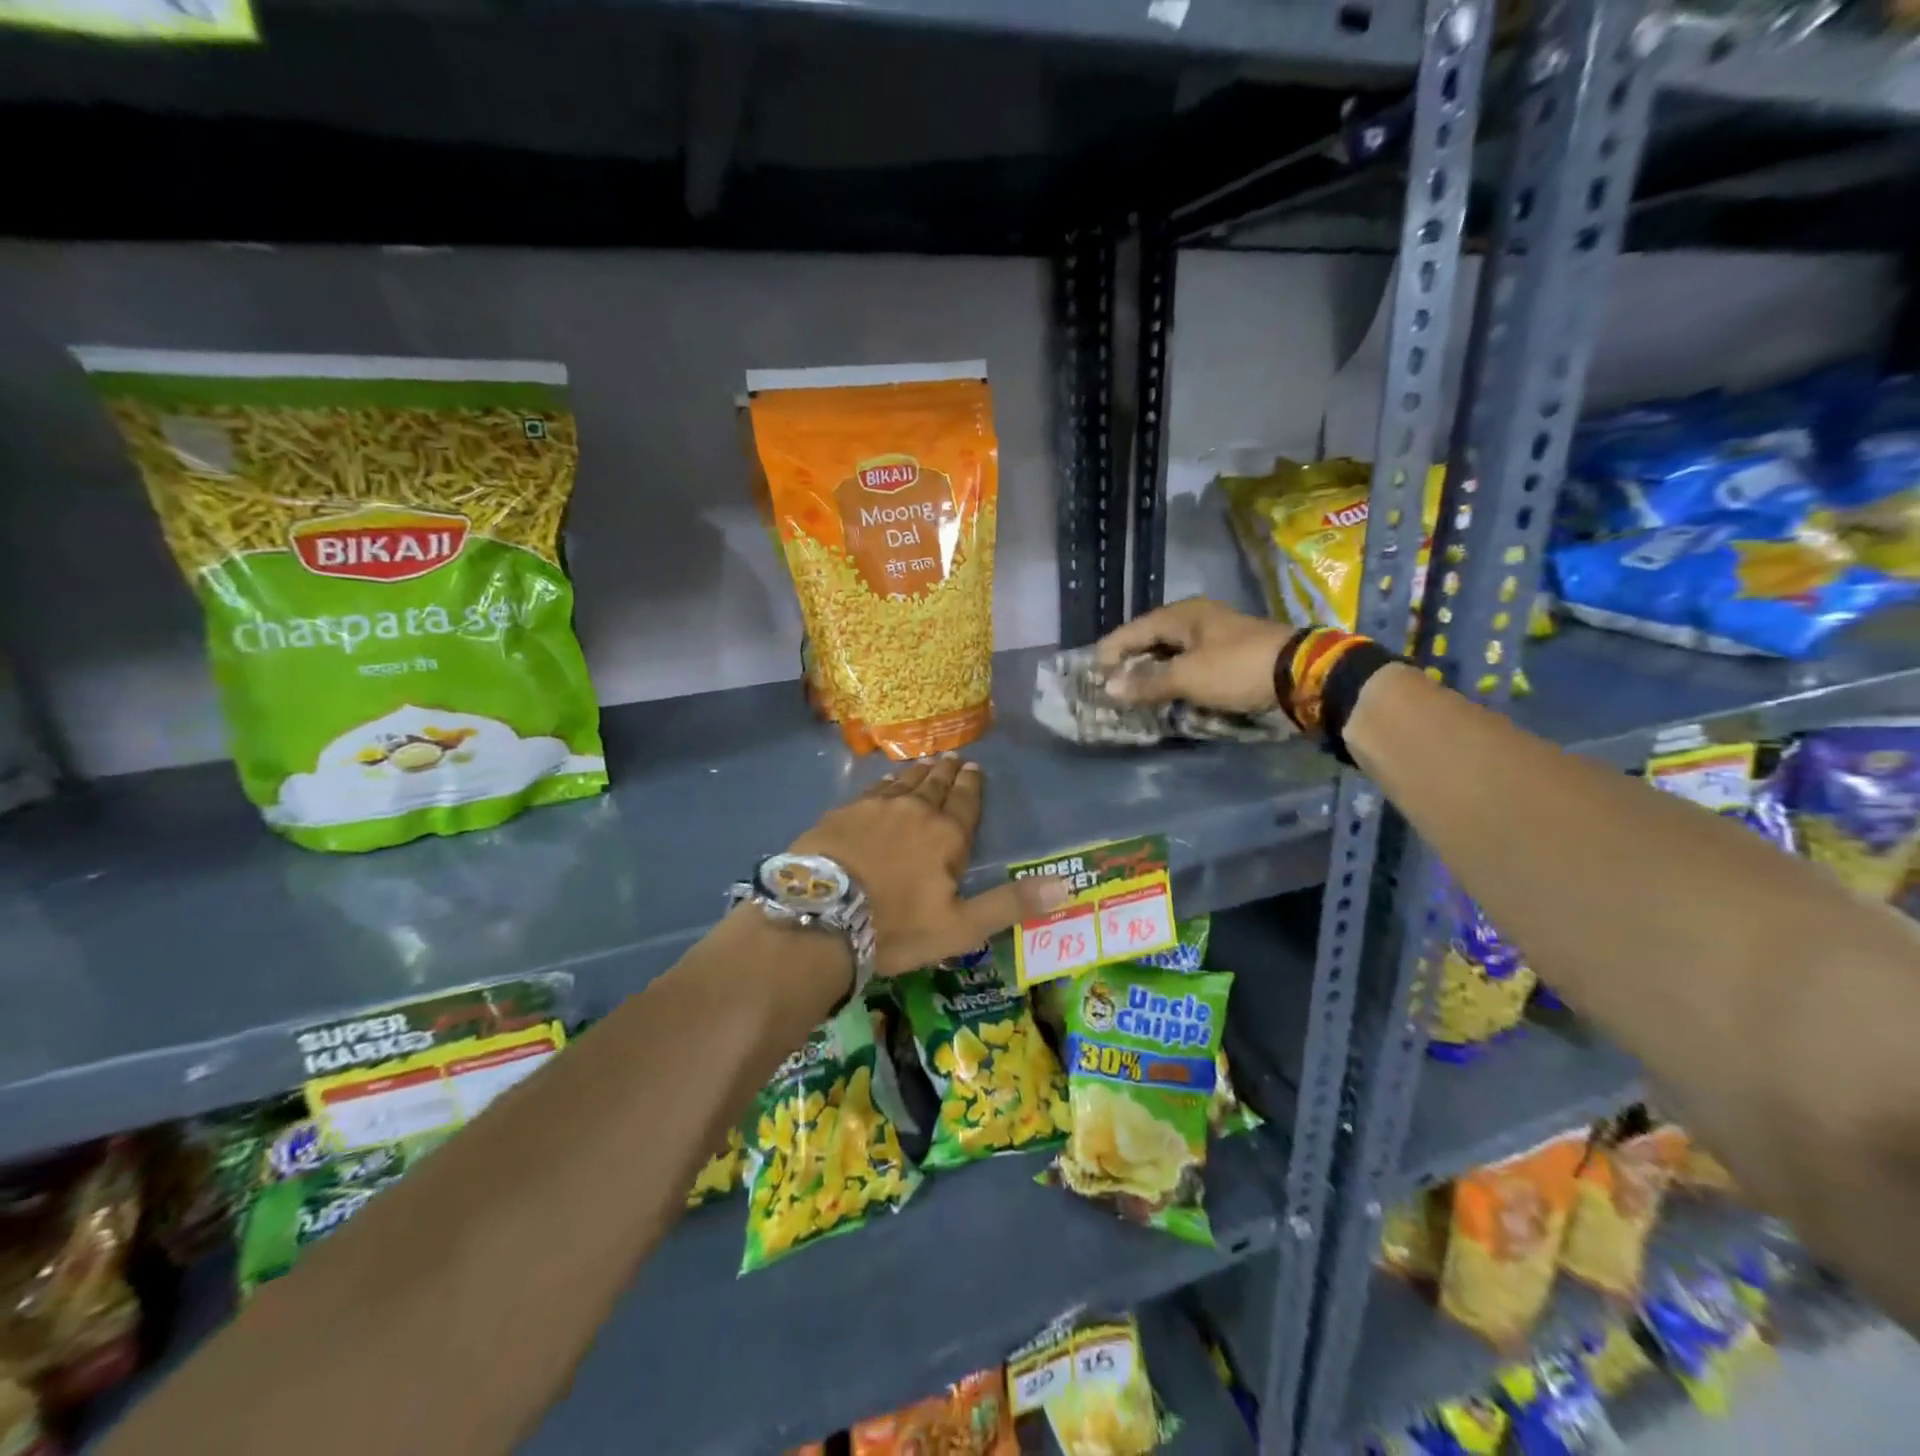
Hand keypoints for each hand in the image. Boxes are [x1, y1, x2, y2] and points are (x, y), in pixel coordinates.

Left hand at [790, 757, 1069, 977]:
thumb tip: (1066, 886)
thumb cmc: (896, 926)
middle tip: (955, 757)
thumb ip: (1010, 903)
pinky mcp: (844, 812)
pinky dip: (886, 782)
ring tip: (928, 761)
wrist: (822, 916)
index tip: (975, 767)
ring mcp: (876, 807)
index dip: (973, 784)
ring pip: (905, 782)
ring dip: (919, 771)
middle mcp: (915, 811)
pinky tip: (887, 780)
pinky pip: (873, 788)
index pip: (966, 801)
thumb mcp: (961, 926)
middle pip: (936, 785)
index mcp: (947, 835)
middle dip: (948, 771)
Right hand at [1095, 598, 1294, 712]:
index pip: (1134, 630)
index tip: (1092, 673)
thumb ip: (1147, 682)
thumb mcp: (1187, 677)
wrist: (1303, 674)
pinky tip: (1167, 689)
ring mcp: (1216, 634)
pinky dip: (1174, 675)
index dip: (1111, 651)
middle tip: (1109, 683)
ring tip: (1133, 690)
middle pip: (1152, 637)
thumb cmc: (1237, 668)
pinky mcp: (1232, 652)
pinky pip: (1190, 661)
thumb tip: (1108, 688)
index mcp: (1182, 615)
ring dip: (1152, 669)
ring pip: (1172, 650)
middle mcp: (1196, 618)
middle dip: (1130, 660)